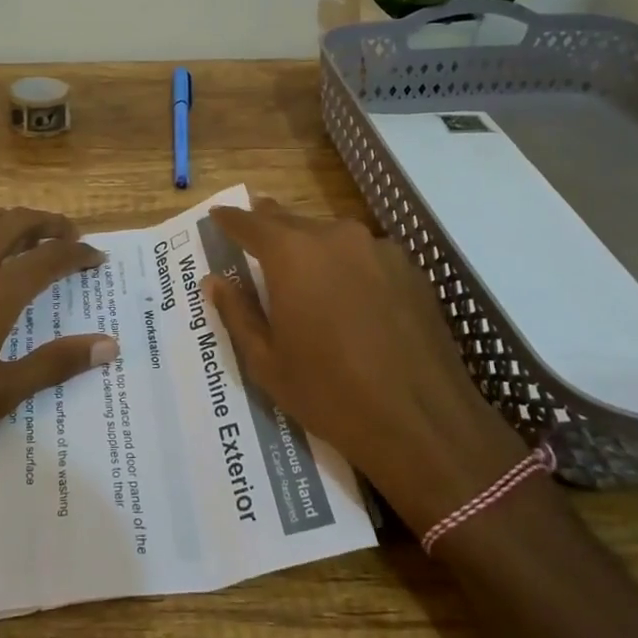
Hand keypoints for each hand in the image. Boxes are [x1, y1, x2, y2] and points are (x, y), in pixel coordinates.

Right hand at [203, 199, 533, 534]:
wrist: (422, 422)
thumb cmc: (330, 393)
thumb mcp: (267, 361)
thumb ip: (237, 313)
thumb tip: (214, 280)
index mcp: (292, 254)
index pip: (250, 223)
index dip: (230, 219)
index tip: (217, 214)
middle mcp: (335, 237)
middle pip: (293, 221)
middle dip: (271, 223)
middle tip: (255, 222)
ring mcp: (378, 249)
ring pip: (332, 236)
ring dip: (313, 244)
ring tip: (303, 263)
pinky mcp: (410, 269)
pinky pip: (366, 255)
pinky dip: (349, 264)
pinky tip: (351, 293)